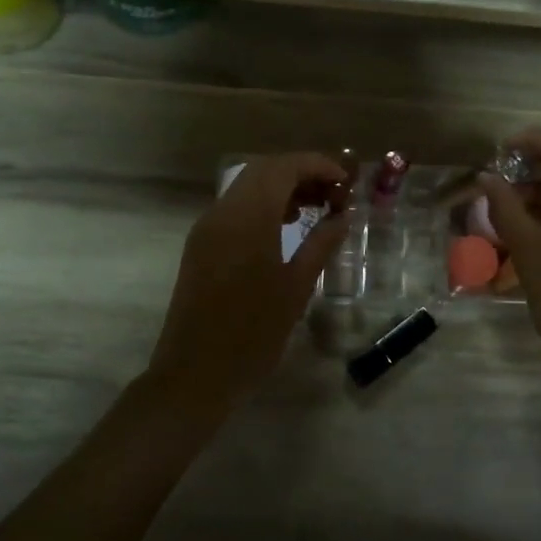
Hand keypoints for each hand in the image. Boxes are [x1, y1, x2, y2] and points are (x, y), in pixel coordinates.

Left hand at [147, 153, 349, 402]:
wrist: (195, 374)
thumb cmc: (253, 333)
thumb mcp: (296, 287)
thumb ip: (321, 244)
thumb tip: (343, 216)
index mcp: (248, 218)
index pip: (284, 168)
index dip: (317, 165)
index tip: (346, 182)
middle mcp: (222, 212)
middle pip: (263, 170)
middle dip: (301, 172)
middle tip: (334, 194)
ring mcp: (207, 228)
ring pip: (247, 187)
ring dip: (282, 187)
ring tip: (316, 208)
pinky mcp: (200, 245)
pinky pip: (234, 208)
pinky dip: (263, 205)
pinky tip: (286, 227)